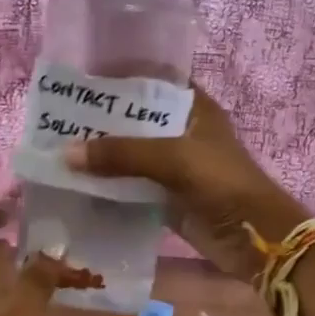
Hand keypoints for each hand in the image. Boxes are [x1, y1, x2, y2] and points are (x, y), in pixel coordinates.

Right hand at [64, 86, 308, 282]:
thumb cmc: (223, 184)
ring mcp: (174, 166)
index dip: (120, 76)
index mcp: (193, 108)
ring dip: (101, 155)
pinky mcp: (167, 197)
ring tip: (57, 149)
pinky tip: (76, 185)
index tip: (82, 78)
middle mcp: (181, 132)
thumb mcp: (174, 159)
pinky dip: (107, 186)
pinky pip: (130, 186)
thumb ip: (122, 153)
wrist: (257, 240)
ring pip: (130, 154)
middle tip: (57, 118)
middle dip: (100, 120)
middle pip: (135, 120)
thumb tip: (66, 153)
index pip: (152, 80)